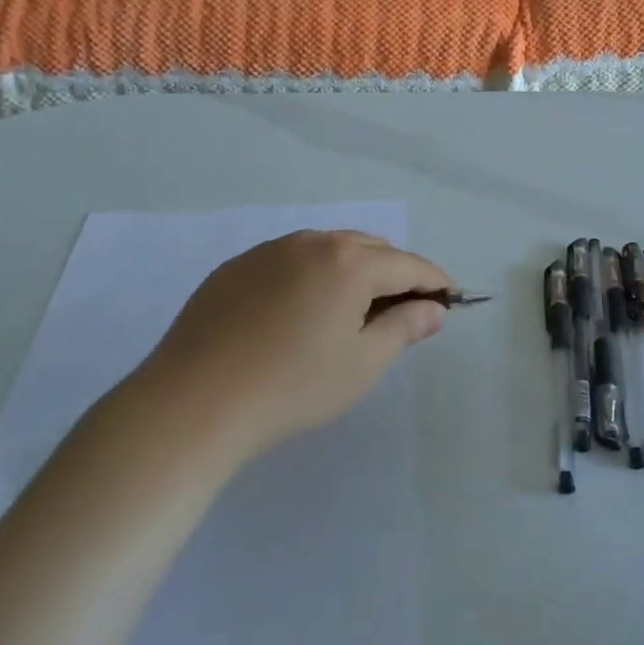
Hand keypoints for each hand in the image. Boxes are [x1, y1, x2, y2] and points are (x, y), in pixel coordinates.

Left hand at [124, 231, 452, 466]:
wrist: (193, 402)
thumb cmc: (292, 387)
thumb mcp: (362, 364)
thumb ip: (404, 328)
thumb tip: (434, 308)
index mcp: (349, 262)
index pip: (408, 264)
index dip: (435, 281)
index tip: (450, 299)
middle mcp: (312, 242)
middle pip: (370, 249)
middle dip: (394, 273)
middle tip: (401, 312)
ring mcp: (269, 250)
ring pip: (328, 249)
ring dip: (352, 270)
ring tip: (351, 311)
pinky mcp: (236, 267)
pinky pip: (290, 260)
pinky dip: (311, 275)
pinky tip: (298, 312)